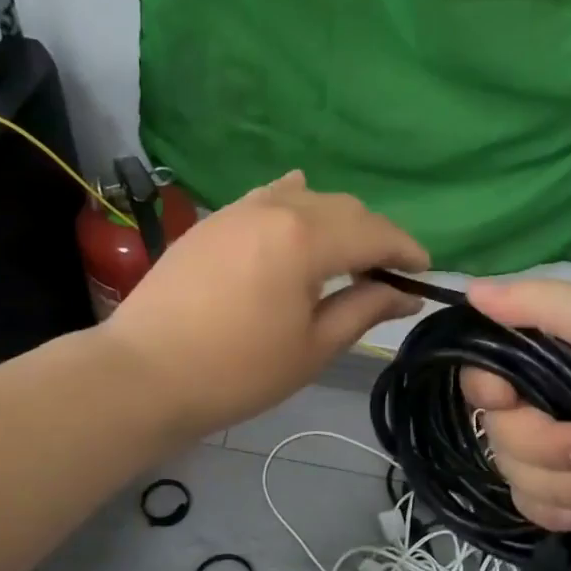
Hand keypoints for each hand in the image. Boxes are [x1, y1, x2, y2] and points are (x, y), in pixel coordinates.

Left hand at [105, 173, 427, 437]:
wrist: (144, 373)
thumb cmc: (237, 370)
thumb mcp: (313, 346)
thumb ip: (364, 309)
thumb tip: (406, 294)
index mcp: (307, 238)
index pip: (375, 232)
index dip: (407, 250)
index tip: (425, 272)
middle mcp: (277, 208)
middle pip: (344, 209)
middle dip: (375, 235)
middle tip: (388, 272)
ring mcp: (240, 209)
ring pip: (307, 198)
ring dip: (337, 221)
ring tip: (344, 255)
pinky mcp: (214, 221)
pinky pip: (268, 198)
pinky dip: (296, 206)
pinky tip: (298, 220)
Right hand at [460, 280, 570, 545]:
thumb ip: (546, 303)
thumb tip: (471, 291)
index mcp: (547, 354)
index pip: (481, 368)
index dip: (487, 389)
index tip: (511, 401)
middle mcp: (540, 398)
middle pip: (495, 428)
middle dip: (546, 446)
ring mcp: (550, 451)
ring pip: (511, 471)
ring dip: (565, 482)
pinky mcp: (562, 494)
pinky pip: (527, 504)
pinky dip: (562, 509)